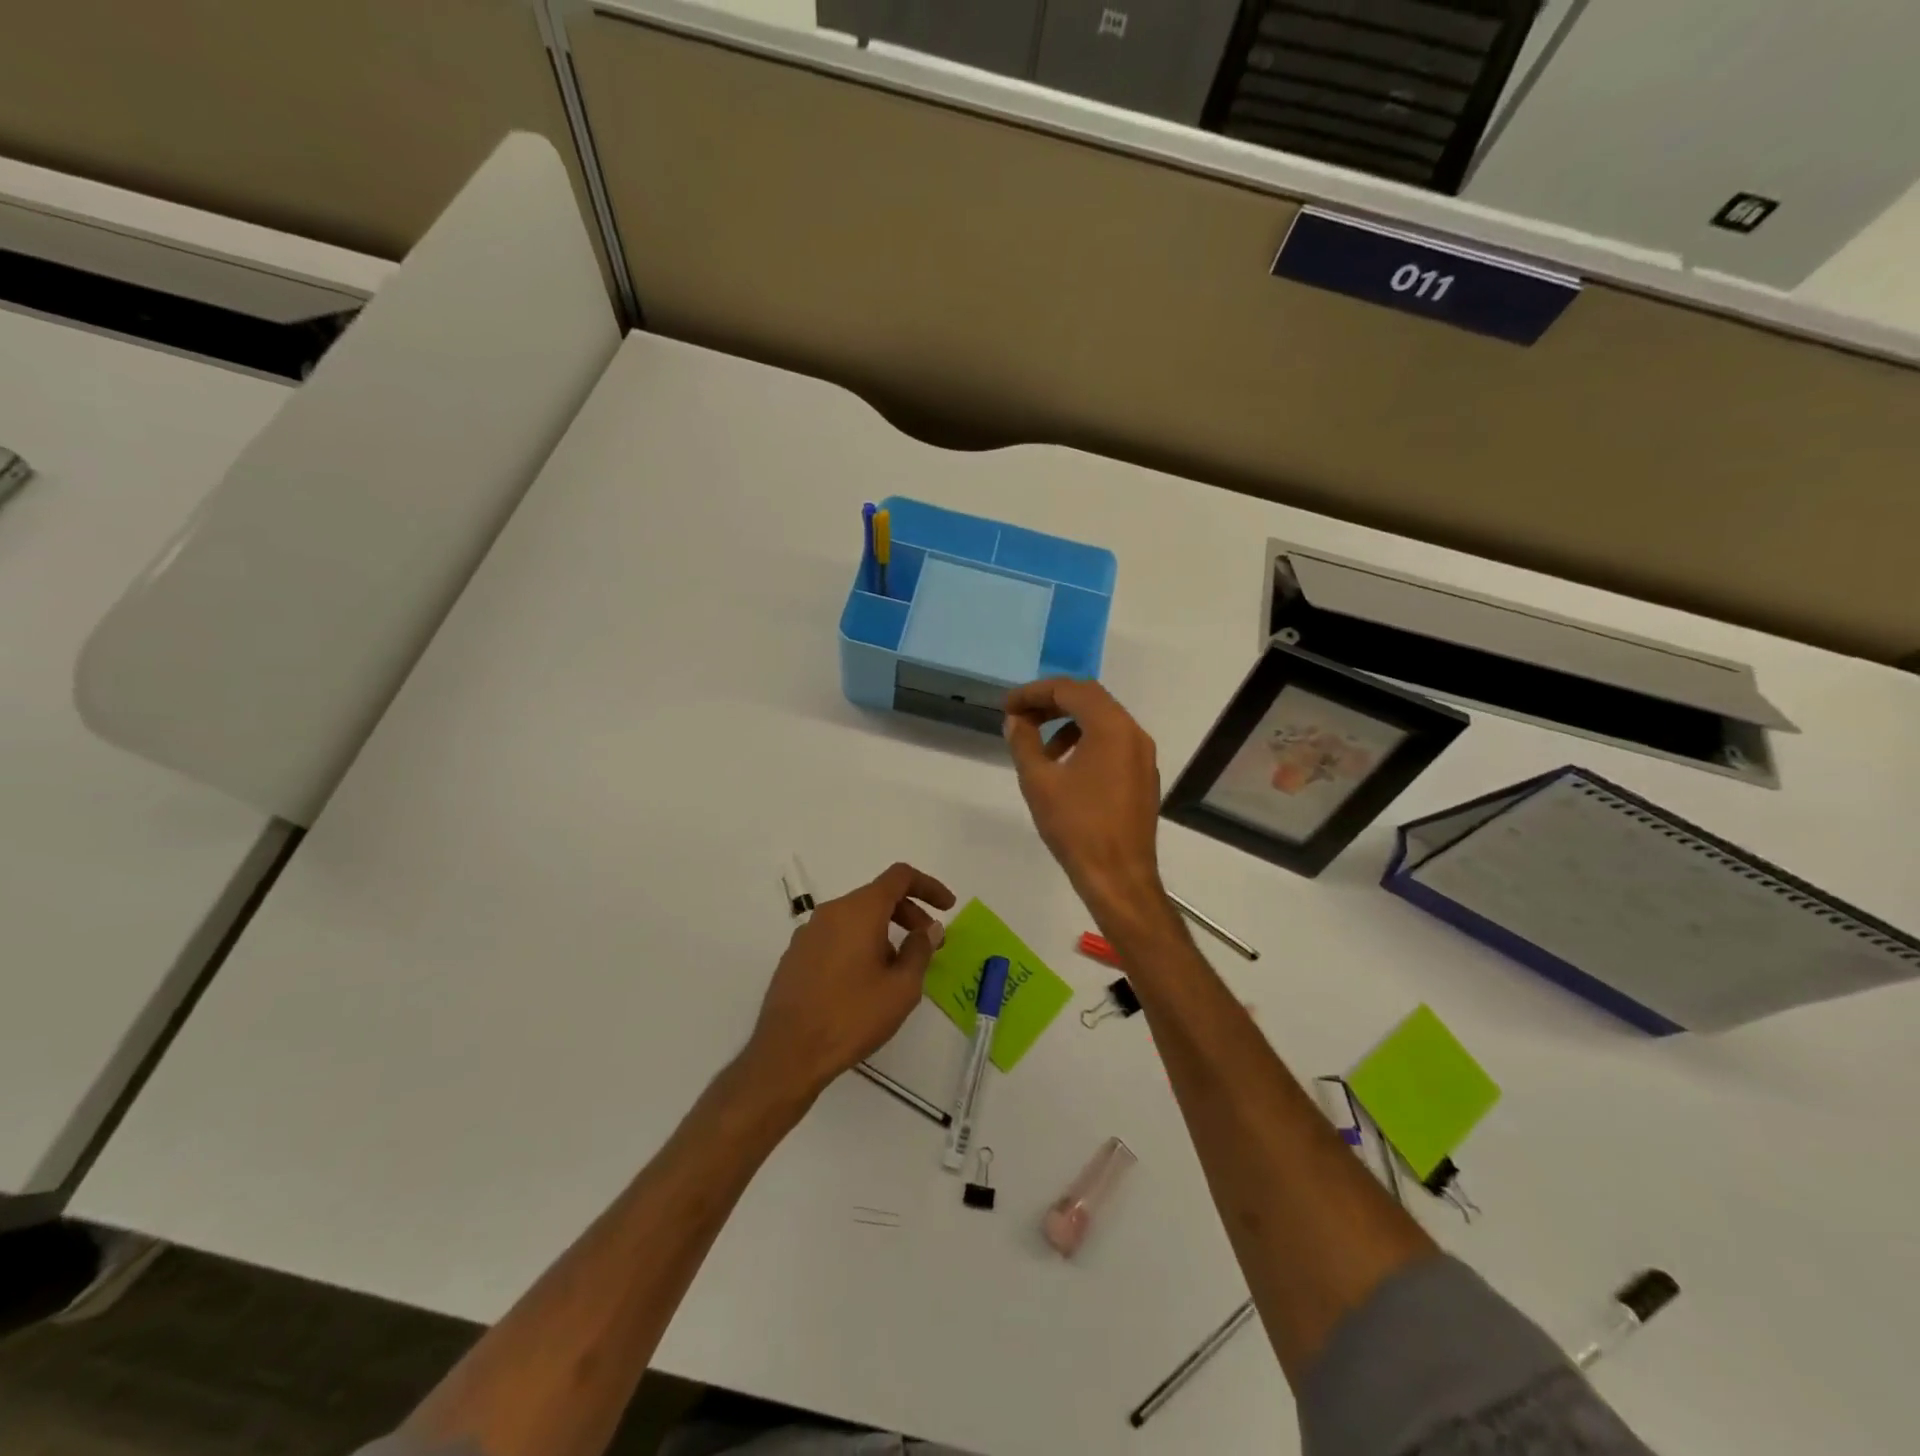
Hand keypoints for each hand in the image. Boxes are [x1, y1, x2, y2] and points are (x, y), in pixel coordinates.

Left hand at [745, 862, 955, 1100]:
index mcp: (859, 911)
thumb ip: (920, 950)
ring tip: (898, 968)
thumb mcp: (901, 988)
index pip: (899, 877)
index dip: (928, 886)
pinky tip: (866, 979)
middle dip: (909, 912)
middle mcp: (831, 912)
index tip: (947, 907)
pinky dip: (860, 943)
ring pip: (856, 917)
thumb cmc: (852, 1016)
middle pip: (877, 896)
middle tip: (928, 942)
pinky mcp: (796, 955)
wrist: (788, 1052)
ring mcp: (808, 933)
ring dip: (884, 930)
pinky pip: (837, 935)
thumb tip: (929, 929)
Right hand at [1004, 679, 1163, 923]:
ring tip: (1039, 747)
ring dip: (1068, 723)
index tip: (1006, 707)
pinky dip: (1086, 741)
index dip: (1034, 693)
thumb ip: (1023, 742)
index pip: (1070, 690)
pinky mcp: (1143, 775)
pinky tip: (1065, 767)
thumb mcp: (1038, 781)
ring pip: (1102, 720)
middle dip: (1051, 702)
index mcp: (1111, 727)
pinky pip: (1113, 742)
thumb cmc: (1076, 827)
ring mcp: (1143, 755)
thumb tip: (1015, 720)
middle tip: (1019, 717)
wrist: (1118, 876)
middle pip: (1089, 699)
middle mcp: (1133, 732)